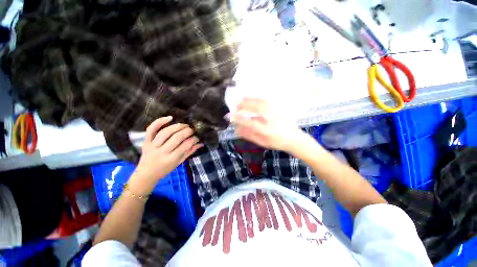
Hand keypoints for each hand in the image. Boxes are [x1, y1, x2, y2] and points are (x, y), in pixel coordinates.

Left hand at [131, 117, 202, 193]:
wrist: (146, 174)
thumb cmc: (165, 169)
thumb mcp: (179, 162)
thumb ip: (190, 152)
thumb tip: (201, 143)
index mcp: (171, 159)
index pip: (185, 146)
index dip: (193, 139)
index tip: (197, 136)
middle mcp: (161, 151)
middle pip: (176, 138)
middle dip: (187, 131)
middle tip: (193, 129)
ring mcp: (152, 145)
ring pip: (166, 132)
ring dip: (177, 126)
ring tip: (185, 125)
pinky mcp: (146, 141)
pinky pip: (151, 129)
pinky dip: (159, 121)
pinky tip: (169, 118)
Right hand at [232, 98, 305, 151]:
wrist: (294, 138)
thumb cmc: (277, 142)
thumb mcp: (262, 142)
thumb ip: (249, 135)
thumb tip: (236, 129)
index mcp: (267, 131)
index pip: (250, 123)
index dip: (239, 119)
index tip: (231, 116)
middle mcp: (272, 120)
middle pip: (257, 108)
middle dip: (244, 105)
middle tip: (236, 107)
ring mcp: (277, 113)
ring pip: (262, 102)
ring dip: (250, 100)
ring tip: (242, 99)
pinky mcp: (279, 109)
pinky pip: (268, 101)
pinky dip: (258, 98)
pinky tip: (253, 99)